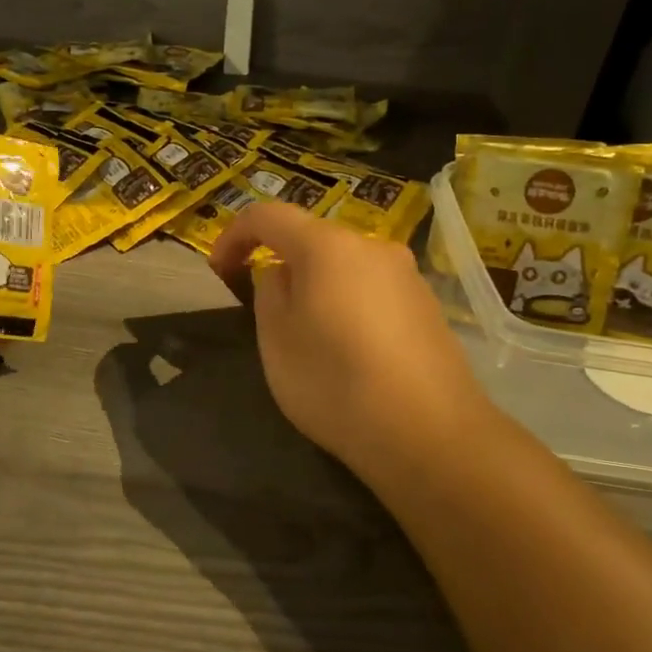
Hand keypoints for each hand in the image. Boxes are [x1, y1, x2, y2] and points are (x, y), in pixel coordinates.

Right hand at [209, 203, 491, 479]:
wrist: (432, 436)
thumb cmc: (335, 382)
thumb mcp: (276, 339)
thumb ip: (269, 292)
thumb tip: (284, 275)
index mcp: (327, 245)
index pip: (268, 216)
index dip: (234, 236)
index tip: (219, 272)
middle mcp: (372, 246)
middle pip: (312, 240)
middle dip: (281, 265)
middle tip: (265, 313)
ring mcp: (407, 276)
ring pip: (345, 268)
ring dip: (317, 288)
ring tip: (310, 338)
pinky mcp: (428, 307)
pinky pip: (373, 292)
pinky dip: (349, 307)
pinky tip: (351, 354)